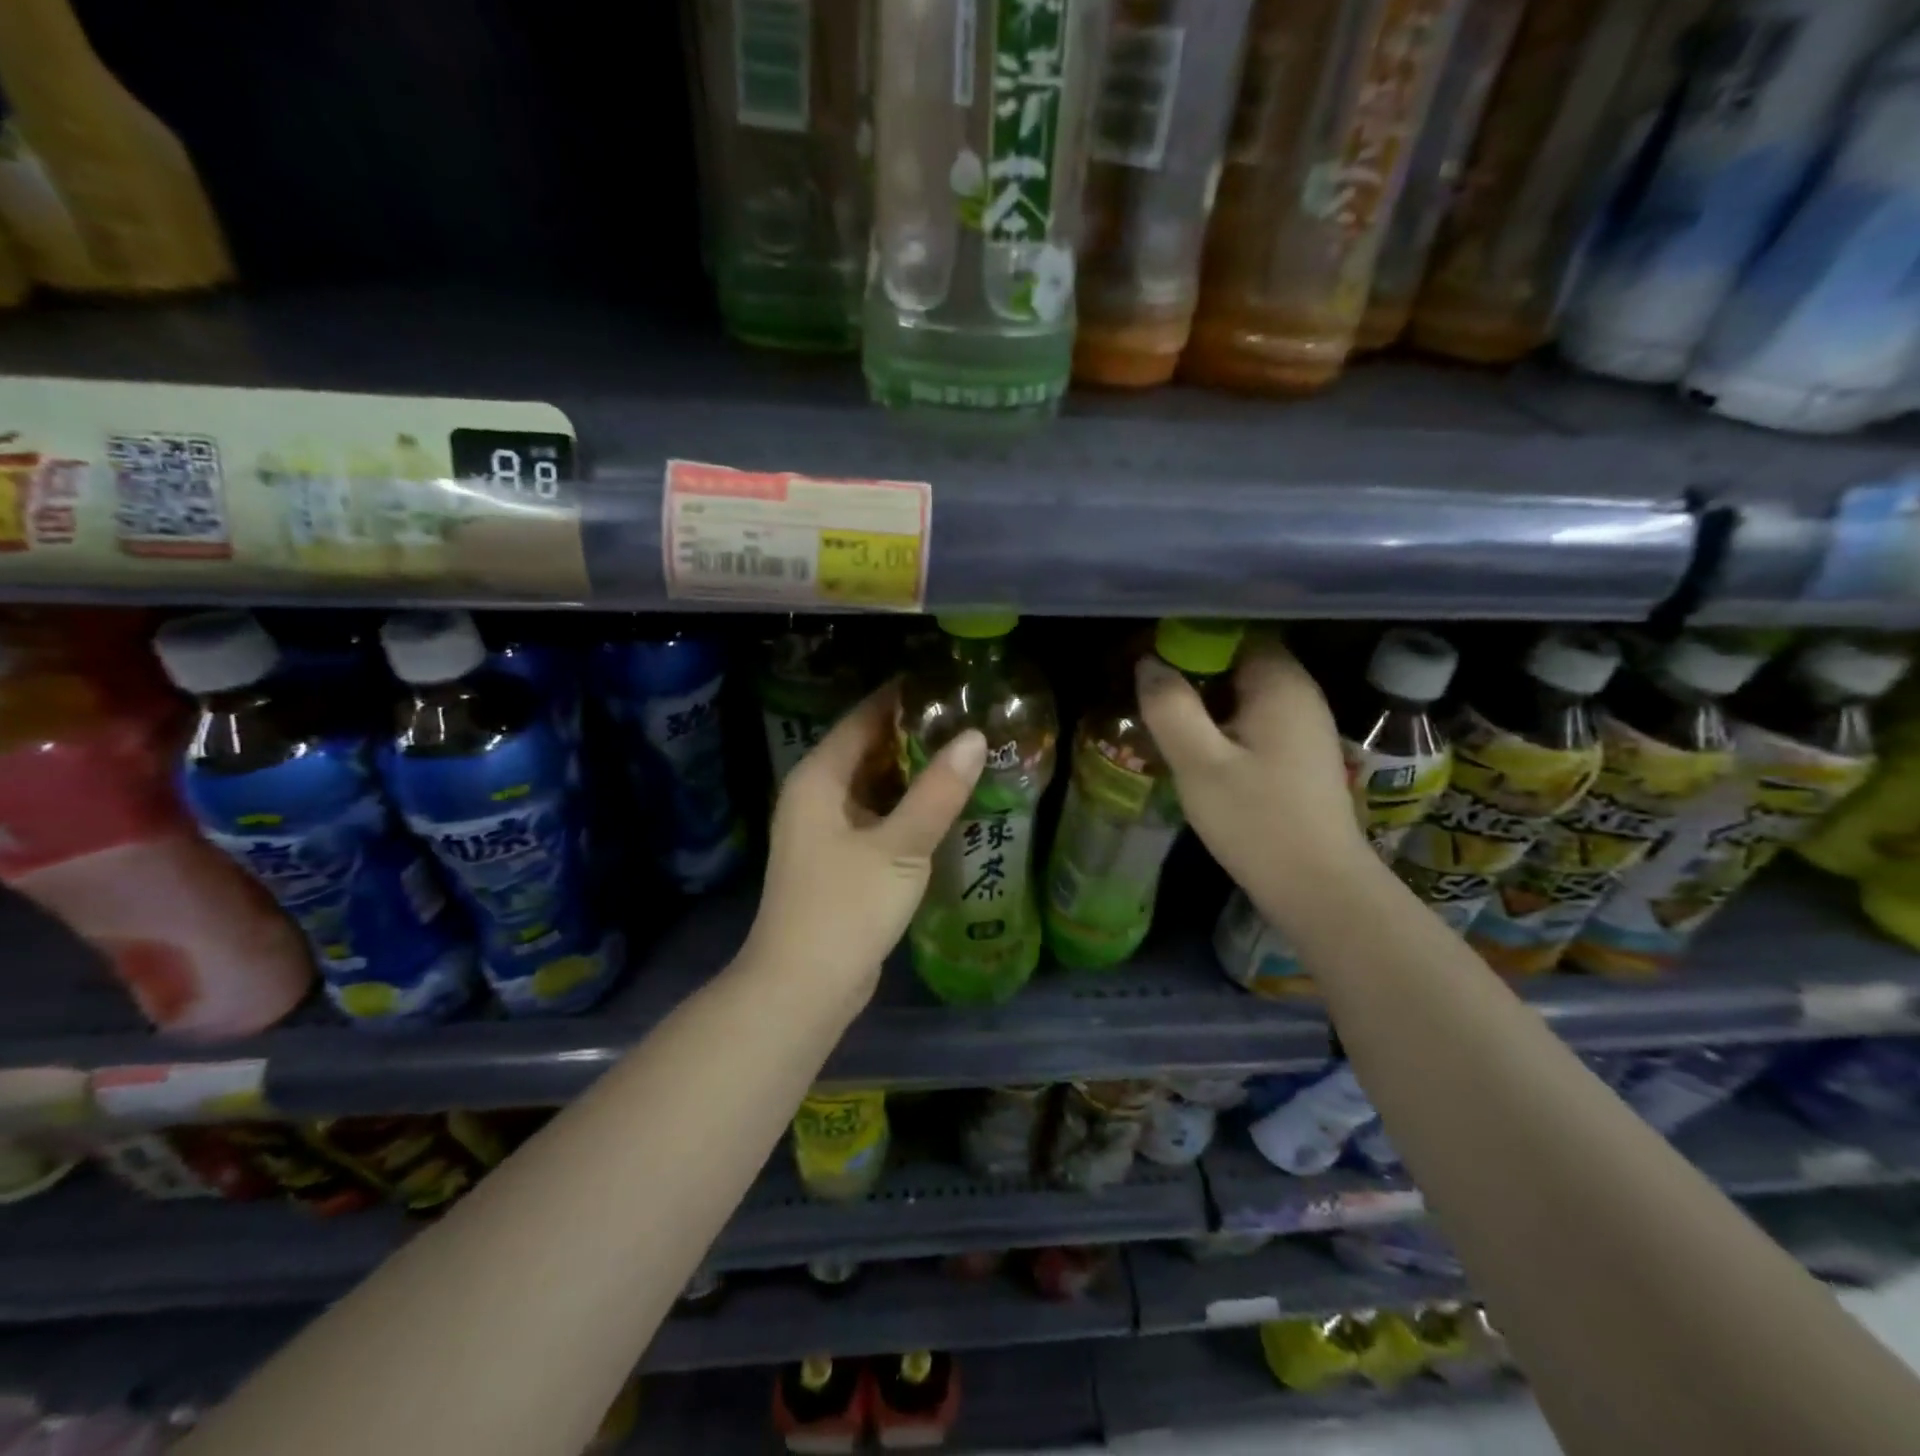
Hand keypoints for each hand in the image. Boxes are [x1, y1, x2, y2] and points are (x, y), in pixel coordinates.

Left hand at [741, 682, 986, 1005]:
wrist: (802, 988)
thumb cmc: (844, 908)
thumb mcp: (899, 847)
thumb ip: (937, 792)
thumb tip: (974, 738)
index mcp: (818, 778)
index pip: (862, 718)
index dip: (902, 698)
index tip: (946, 682)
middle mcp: (816, 795)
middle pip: (868, 749)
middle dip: (914, 735)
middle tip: (969, 719)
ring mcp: (825, 830)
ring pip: (874, 785)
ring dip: (913, 773)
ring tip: (966, 755)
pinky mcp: (839, 859)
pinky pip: (877, 816)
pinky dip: (906, 807)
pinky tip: (945, 806)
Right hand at [1136, 636, 1369, 919]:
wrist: (1318, 887)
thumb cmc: (1256, 820)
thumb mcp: (1199, 763)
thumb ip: (1170, 707)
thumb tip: (1148, 664)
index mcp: (1280, 683)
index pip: (1233, 631)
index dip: (1189, 636)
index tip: (1149, 653)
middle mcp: (1299, 694)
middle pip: (1239, 659)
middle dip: (1192, 668)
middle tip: (1147, 686)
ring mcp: (1304, 725)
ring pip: (1245, 692)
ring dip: (1205, 698)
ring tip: (1162, 713)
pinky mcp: (1300, 754)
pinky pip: (1254, 718)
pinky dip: (1223, 721)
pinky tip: (1195, 744)